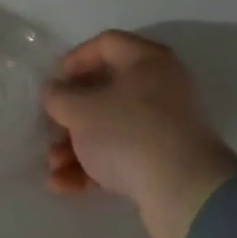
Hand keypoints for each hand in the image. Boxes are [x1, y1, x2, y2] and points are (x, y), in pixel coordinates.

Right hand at [43, 30, 236, 237]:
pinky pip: (123, 155)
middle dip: (71, 115)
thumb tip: (55, 91)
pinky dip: (94, 167)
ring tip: (53, 167)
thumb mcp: (82, 111)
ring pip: (111, 127)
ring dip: (77, 146)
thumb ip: (60, 97)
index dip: (75, 59)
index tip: (54, 82)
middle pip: (106, 90)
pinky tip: (64, 185)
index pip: (106, 44)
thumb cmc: (129, 134)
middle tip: (50, 128)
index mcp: (147, 61)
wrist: (185, 193)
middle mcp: (161, 87)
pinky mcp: (165, 161)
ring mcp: (165, 126)